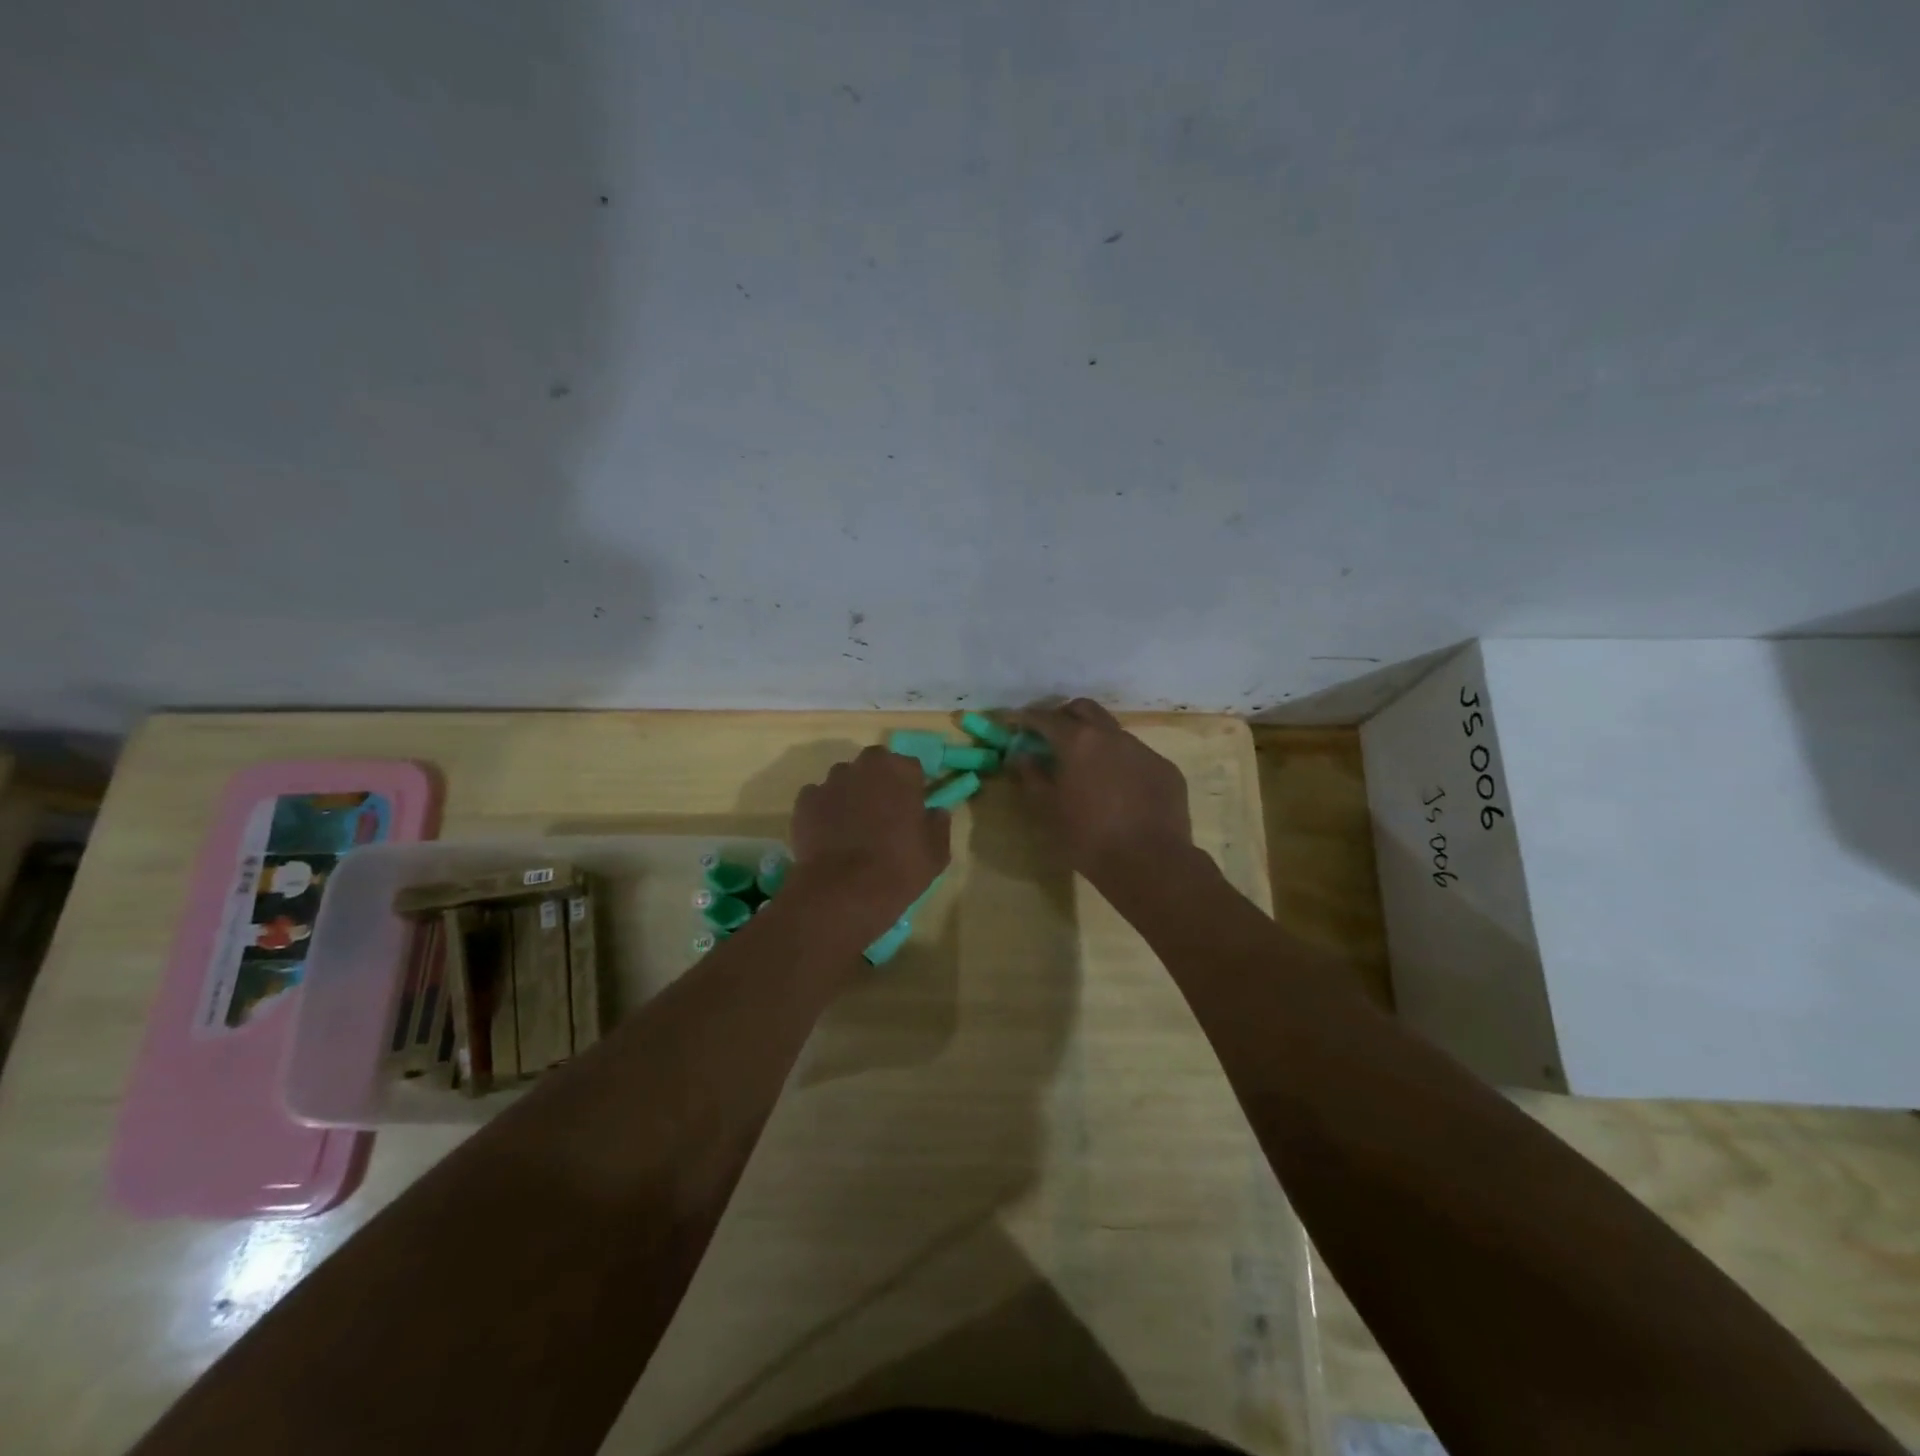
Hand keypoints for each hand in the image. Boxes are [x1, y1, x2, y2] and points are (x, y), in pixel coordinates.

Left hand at [789, 745, 950, 940]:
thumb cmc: (899, 868)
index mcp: (900, 771)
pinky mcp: (805, 801)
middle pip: (875, 764)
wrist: (843, 891)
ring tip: (853, 826)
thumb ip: (938, 824)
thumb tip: (935, 812)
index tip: (912, 808)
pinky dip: (824, 810)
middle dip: (879, 781)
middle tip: (883, 813)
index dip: (912, 786)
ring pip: (844, 779)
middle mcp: (864, 766)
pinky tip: (828, 835)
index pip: (911, 767)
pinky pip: (818, 798)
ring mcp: (831, 781)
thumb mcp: (936, 853)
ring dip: (850, 793)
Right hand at [1008, 699, 1193, 884]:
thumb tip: (1022, 755)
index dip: (1027, 718)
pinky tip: (1119, 789)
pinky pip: (1137, 756)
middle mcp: (1112, 735)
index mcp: (1078, 742)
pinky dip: (1120, 762)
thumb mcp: (1048, 810)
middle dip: (1064, 715)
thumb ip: (1032, 776)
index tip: (1015, 722)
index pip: (1046, 718)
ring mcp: (1143, 750)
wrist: (1151, 863)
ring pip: (1113, 732)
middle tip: (1052, 735)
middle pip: (1084, 709)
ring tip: (1087, 766)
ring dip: (1095, 739)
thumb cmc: (1088, 837)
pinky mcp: (1165, 769)